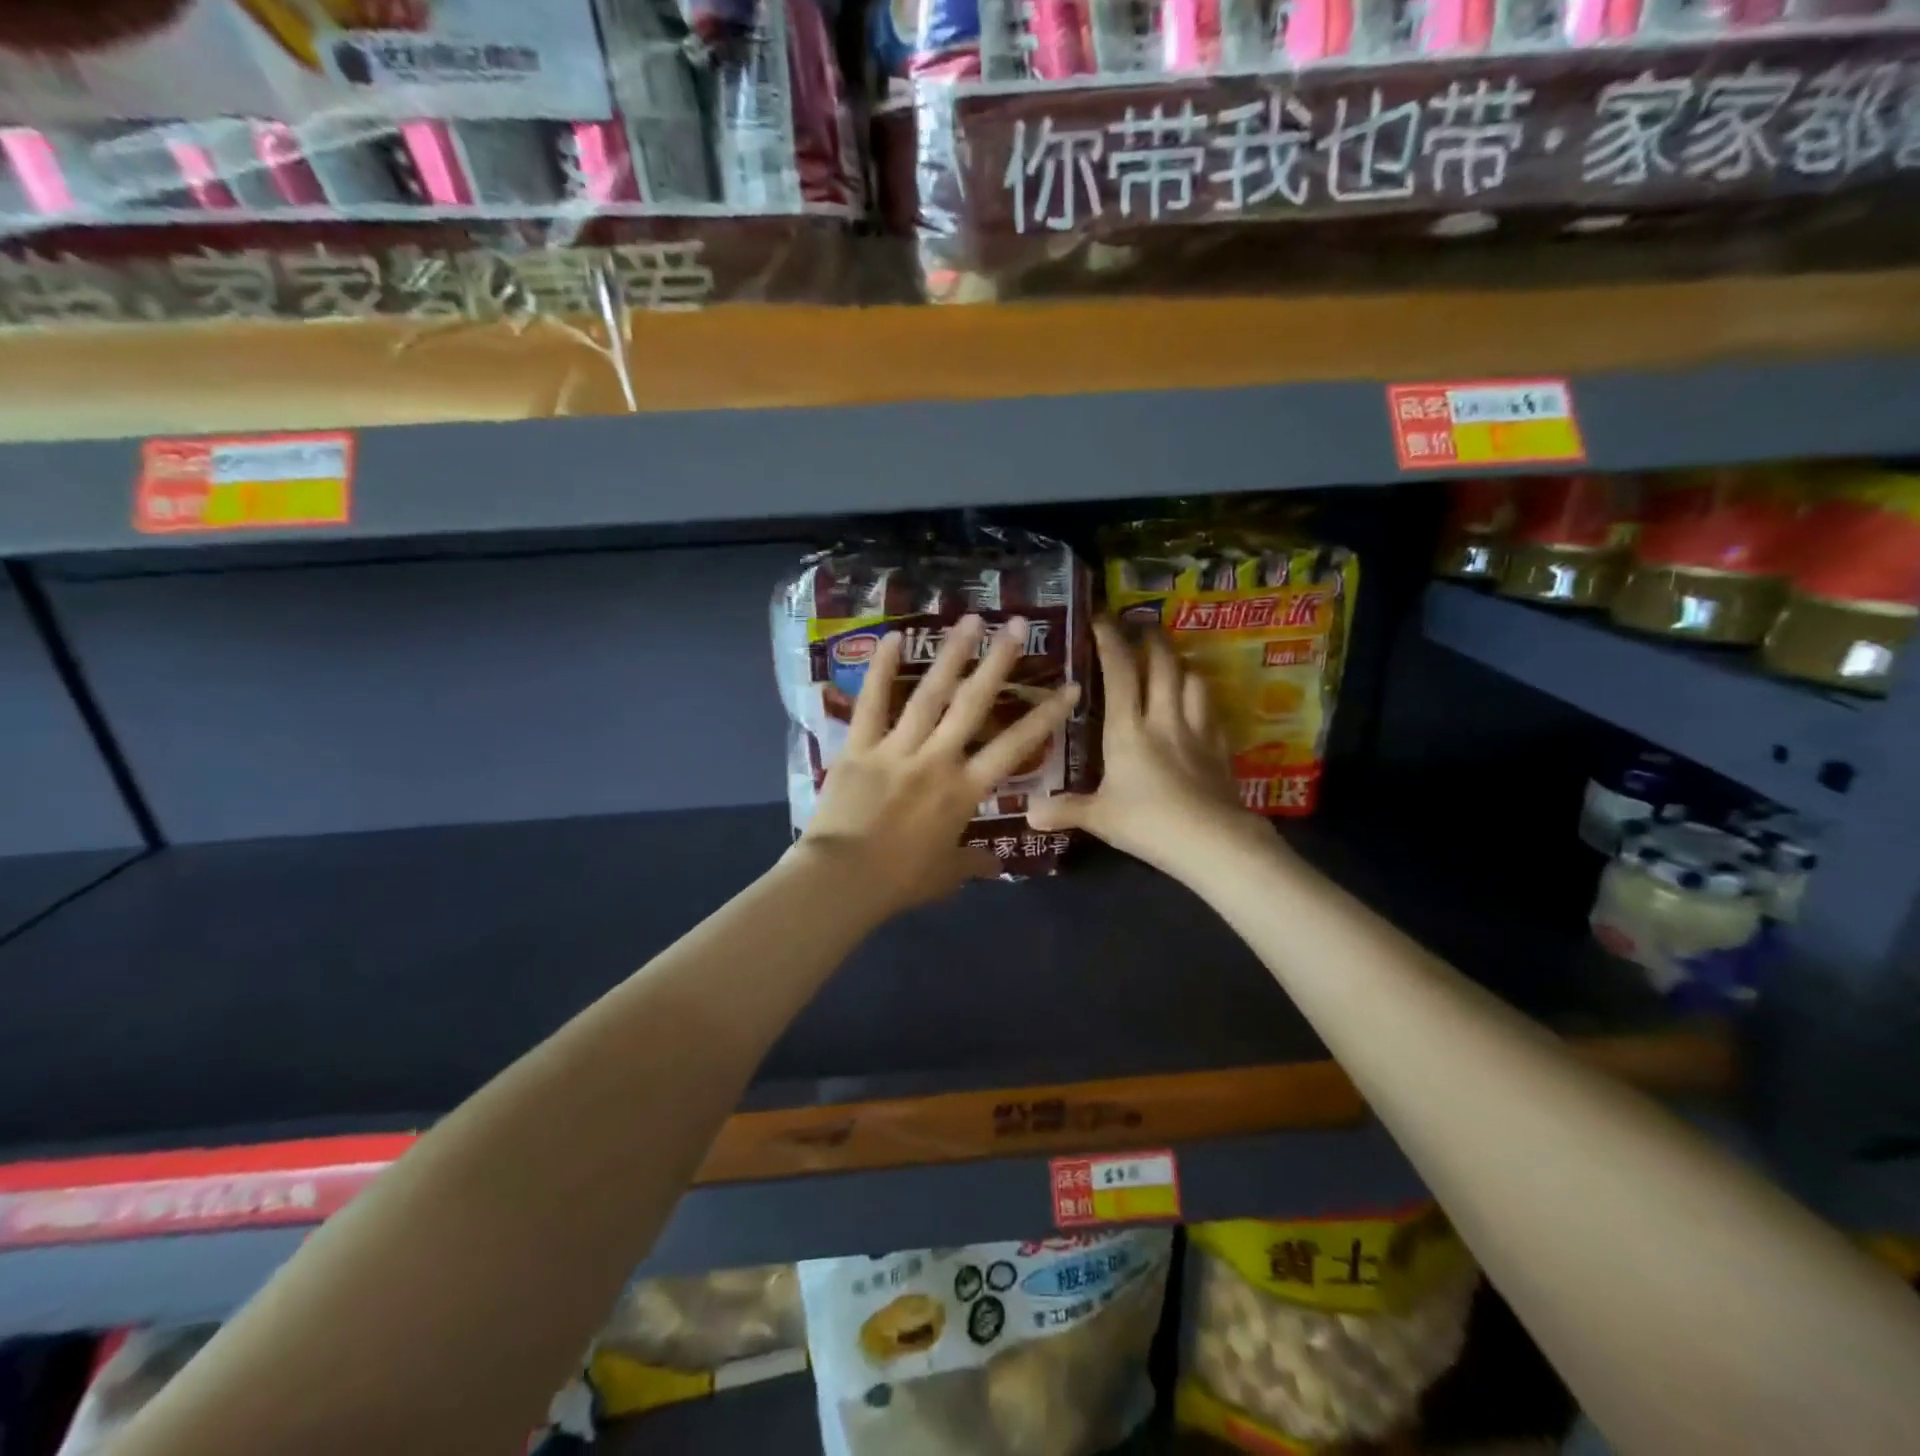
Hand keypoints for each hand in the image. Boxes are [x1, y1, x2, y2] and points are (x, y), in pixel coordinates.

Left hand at [795, 614, 1080, 916]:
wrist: (843, 880)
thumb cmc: (900, 881)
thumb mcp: (946, 876)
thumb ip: (973, 865)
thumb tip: (997, 867)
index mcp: (964, 791)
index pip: (1015, 747)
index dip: (1046, 716)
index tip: (1070, 687)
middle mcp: (937, 759)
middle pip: (974, 704)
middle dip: (998, 662)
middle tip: (1017, 625)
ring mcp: (897, 749)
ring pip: (929, 694)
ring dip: (951, 654)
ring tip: (969, 619)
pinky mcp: (859, 747)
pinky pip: (872, 703)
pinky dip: (882, 670)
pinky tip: (894, 637)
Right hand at [1028, 618, 1264, 876]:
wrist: (1212, 842)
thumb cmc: (1148, 823)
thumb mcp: (1099, 818)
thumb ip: (1066, 810)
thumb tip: (1029, 813)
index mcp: (1128, 730)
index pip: (1119, 672)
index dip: (1110, 641)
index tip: (1101, 618)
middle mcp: (1164, 719)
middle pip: (1163, 665)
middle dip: (1151, 639)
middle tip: (1142, 625)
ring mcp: (1198, 731)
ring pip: (1193, 681)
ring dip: (1181, 663)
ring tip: (1171, 659)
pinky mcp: (1221, 749)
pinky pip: (1213, 712)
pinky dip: (1203, 699)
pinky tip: (1199, 703)